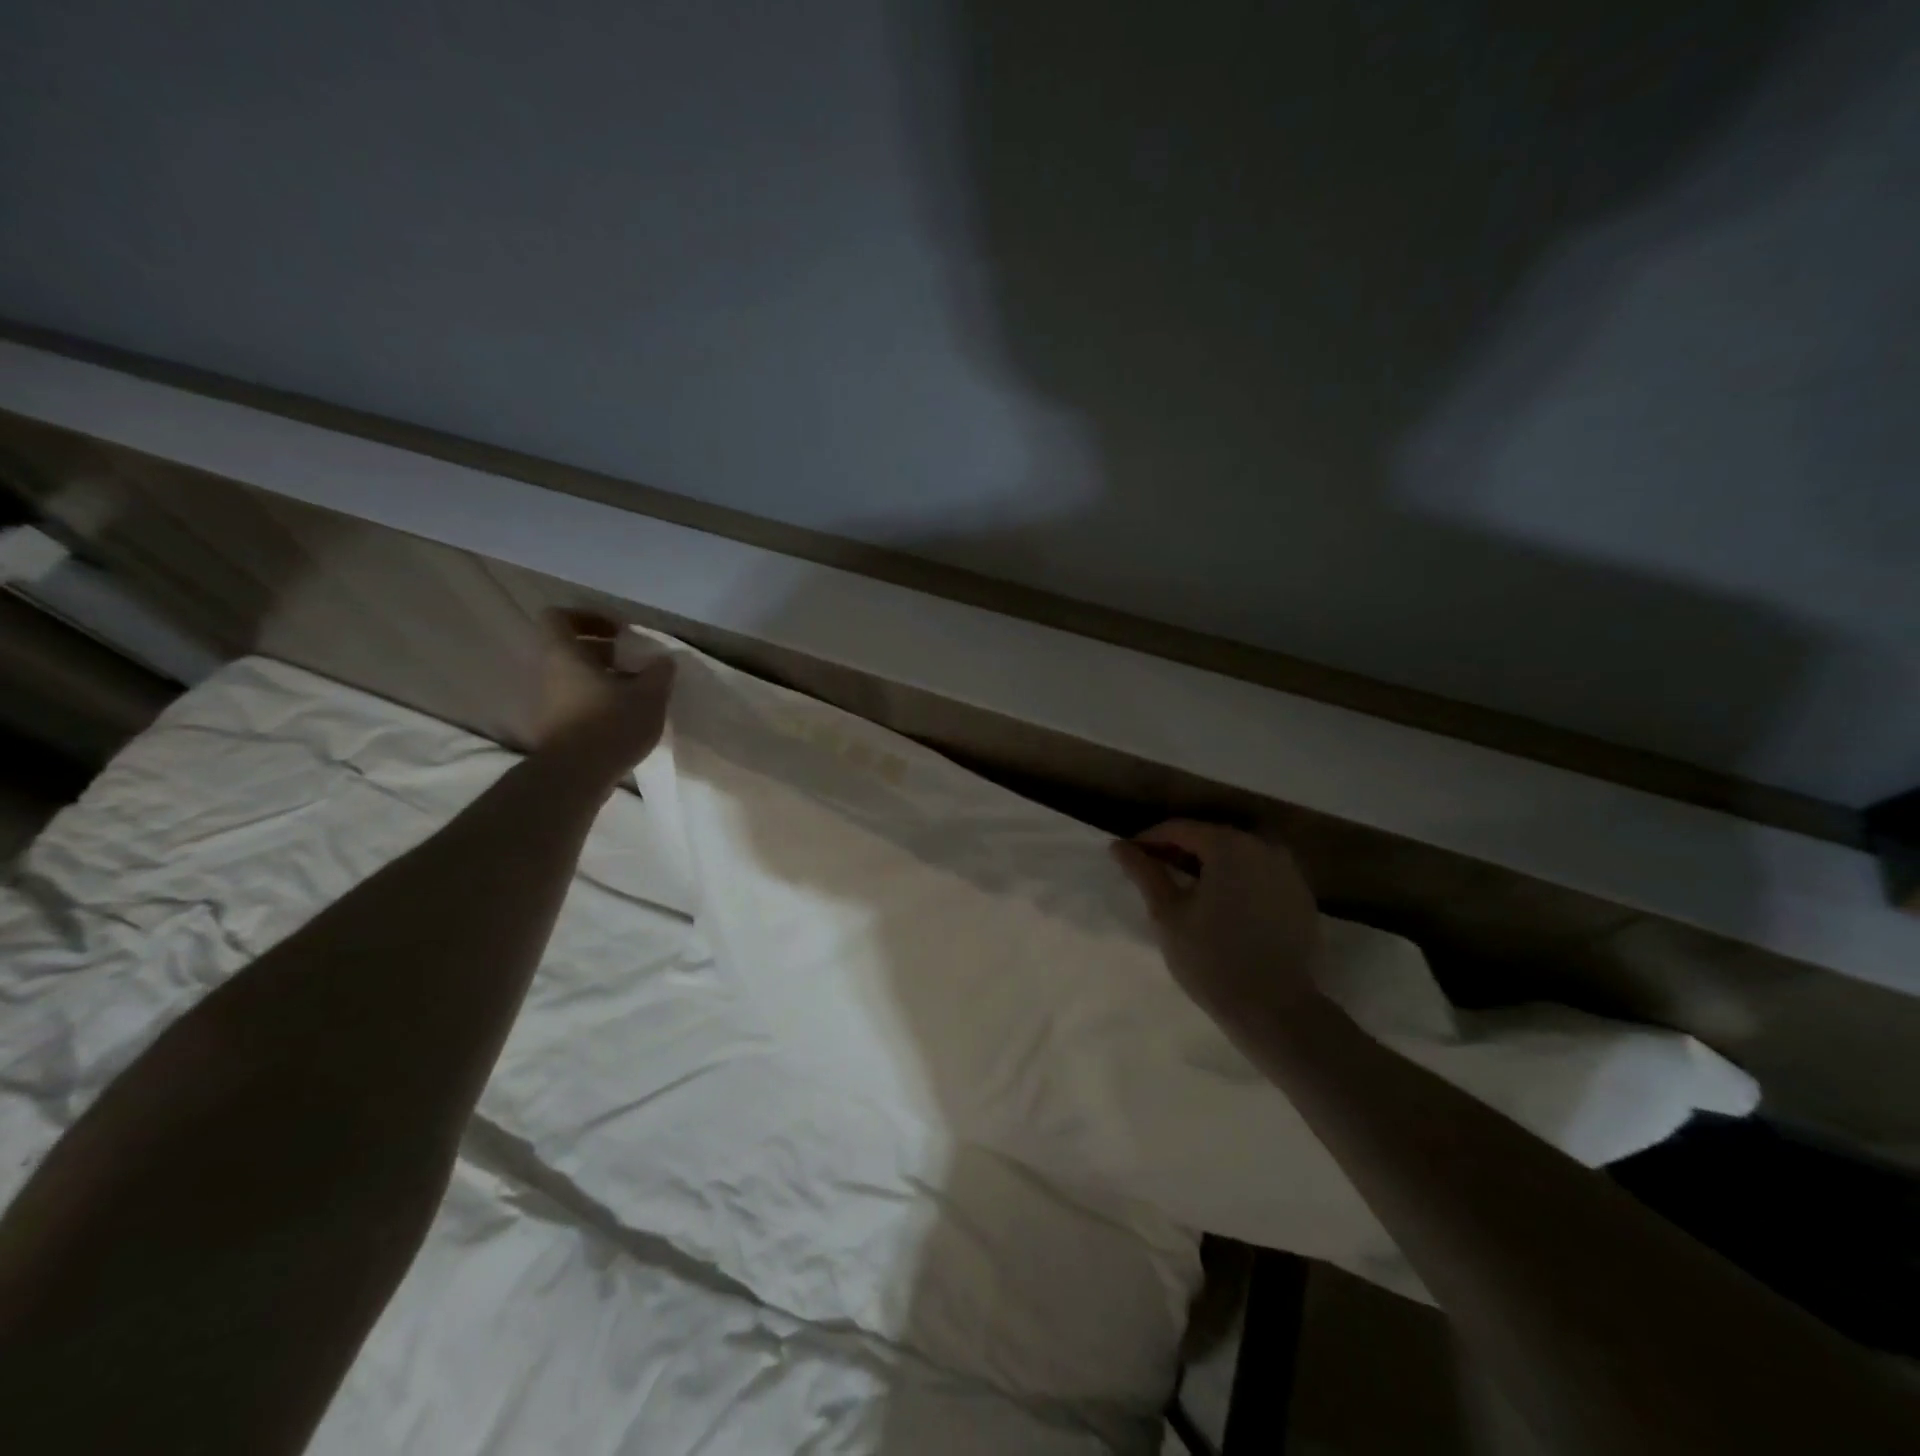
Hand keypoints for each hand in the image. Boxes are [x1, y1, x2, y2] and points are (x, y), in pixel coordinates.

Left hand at [528, 610, 674, 772]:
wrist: (577, 776)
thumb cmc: (611, 723)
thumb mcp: (649, 695)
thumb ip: (659, 673)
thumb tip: (664, 660)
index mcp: (565, 654)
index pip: (559, 617)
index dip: (588, 617)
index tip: (619, 632)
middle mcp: (549, 673)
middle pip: (570, 649)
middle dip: (603, 652)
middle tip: (634, 663)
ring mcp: (548, 702)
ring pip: (574, 677)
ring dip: (603, 679)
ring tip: (636, 693)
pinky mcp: (555, 727)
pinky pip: (576, 702)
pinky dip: (598, 702)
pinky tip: (626, 717)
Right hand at [1111, 821, 1322, 1027]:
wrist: (1277, 1010)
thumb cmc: (1212, 959)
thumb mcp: (1168, 914)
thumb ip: (1144, 873)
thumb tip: (1119, 846)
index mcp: (1228, 846)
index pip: (1180, 829)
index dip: (1150, 840)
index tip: (1129, 857)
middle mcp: (1263, 847)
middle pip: (1211, 838)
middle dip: (1179, 850)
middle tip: (1154, 873)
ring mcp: (1288, 872)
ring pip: (1238, 856)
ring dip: (1209, 866)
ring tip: (1186, 890)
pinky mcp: (1302, 897)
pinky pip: (1260, 876)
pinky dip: (1237, 881)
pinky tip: (1223, 907)